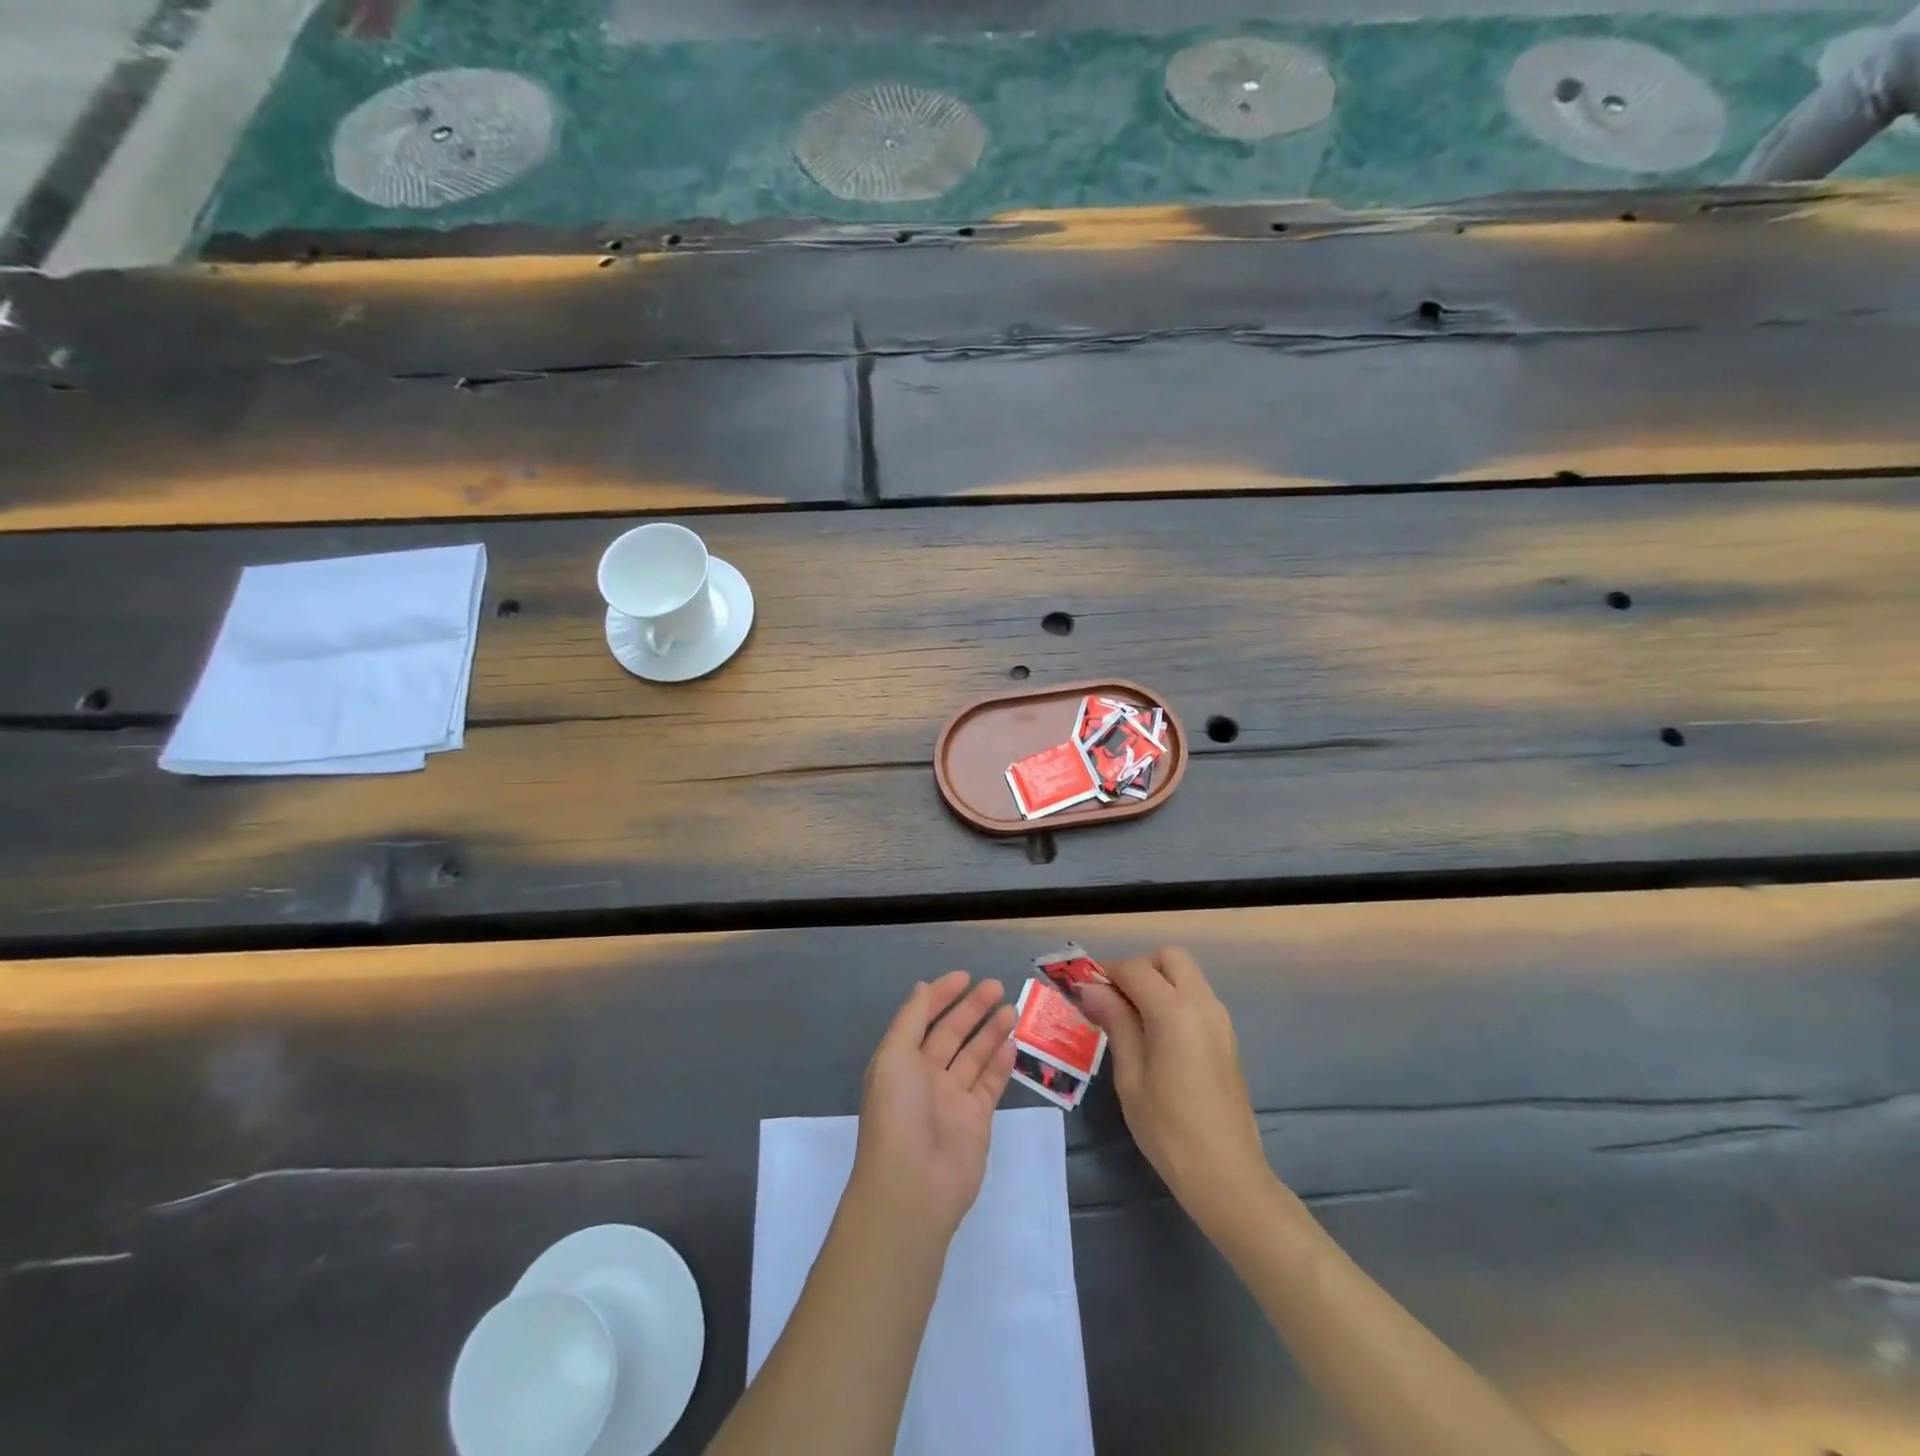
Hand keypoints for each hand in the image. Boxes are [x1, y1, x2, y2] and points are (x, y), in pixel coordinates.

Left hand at [849, 972, 1017, 1244]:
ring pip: (975, 1055)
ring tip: (1011, 1008)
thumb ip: (911, 1019)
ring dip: (991, 1031)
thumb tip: (922, 986)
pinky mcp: (977, 1119)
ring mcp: (952, 1098)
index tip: (965, 976)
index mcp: (901, 1061)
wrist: (912, 1187)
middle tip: (997, 986)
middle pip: (952, 1033)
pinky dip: (1001, 1062)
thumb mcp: (894, 1057)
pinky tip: (1012, 1041)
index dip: (942, 995)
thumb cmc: (897, 1114)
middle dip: (973, 1008)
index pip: (923, 1018)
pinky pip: (990, 1082)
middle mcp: (926, 1076)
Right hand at [1079, 947, 1270, 1229]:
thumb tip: (1090, 989)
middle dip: (1138, 968)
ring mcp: (1220, 1020)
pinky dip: (1173, 998)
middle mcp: (1203, 1004)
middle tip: (1113, 998)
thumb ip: (1115, 1023)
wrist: (1227, 1176)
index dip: (1106, 972)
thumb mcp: (1130, 1077)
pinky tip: (1154, 1034)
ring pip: (1186, 974)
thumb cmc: (1168, 1130)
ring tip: (1129, 1017)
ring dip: (1157, 981)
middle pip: (1169, 958)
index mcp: (1176, 1012)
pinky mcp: (1226, 1037)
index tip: (1082, 988)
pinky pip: (1197, 997)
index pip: (1136, 969)